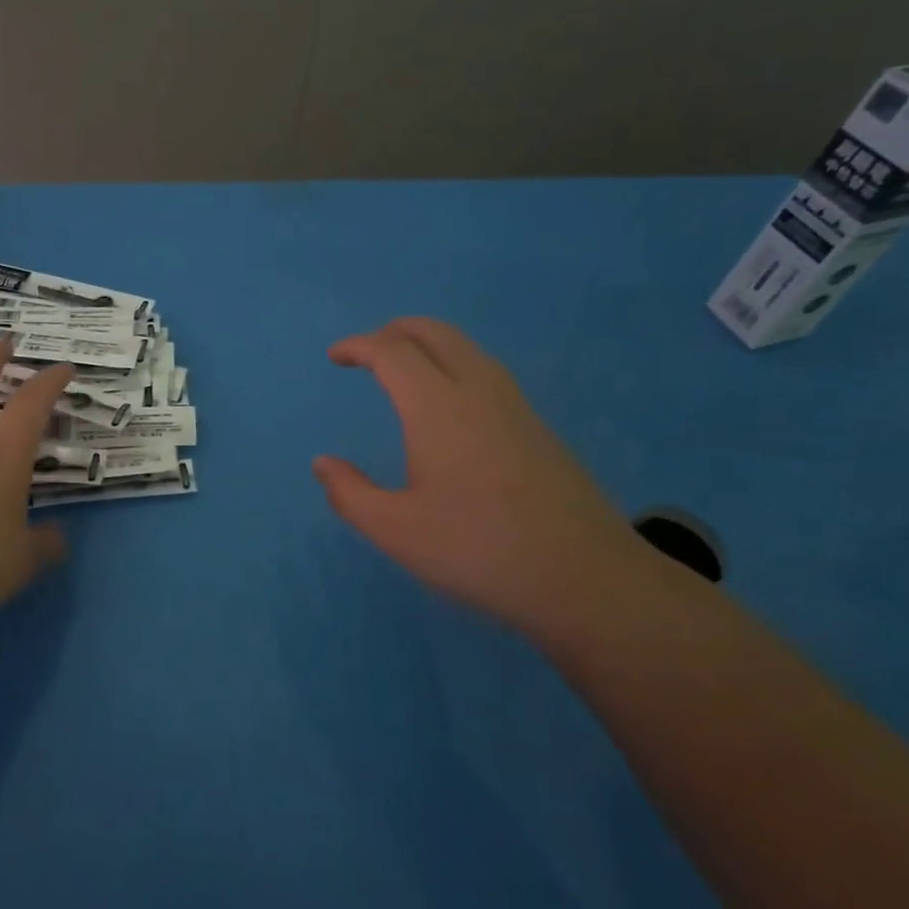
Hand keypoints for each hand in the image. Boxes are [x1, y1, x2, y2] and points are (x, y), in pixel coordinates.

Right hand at [314, 317, 654, 630]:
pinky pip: (485, 371)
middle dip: (393, 331)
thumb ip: (350, 494)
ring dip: (427, 344)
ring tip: (402, 370)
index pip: (392, 352)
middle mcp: (478, 391)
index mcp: (437, 408)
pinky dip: (452, 364)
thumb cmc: (479, 550)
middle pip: (434, 332)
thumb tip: (323, 464)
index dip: (358, 346)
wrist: (585, 578)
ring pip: (465, 348)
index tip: (334, 357)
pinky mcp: (537, 426)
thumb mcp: (397, 532)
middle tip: (366, 351)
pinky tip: (447, 404)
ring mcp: (514, 406)